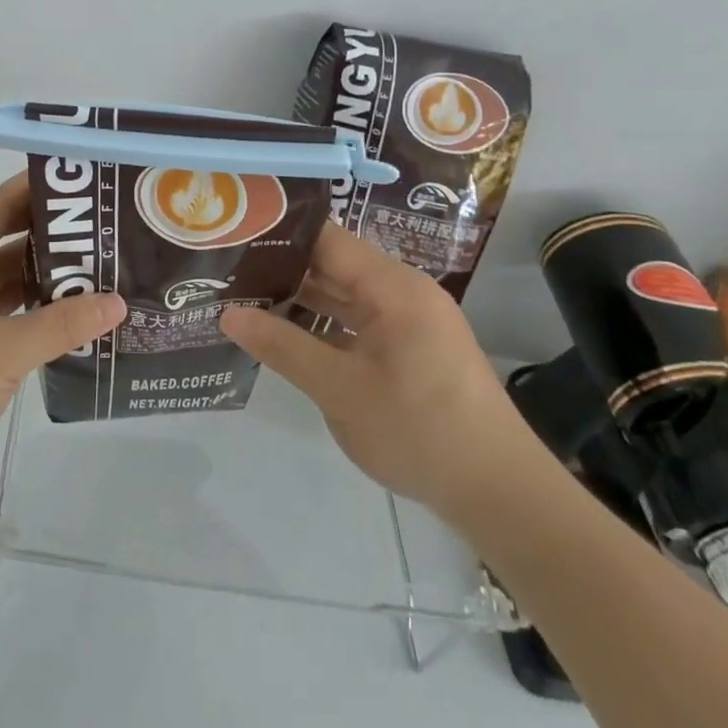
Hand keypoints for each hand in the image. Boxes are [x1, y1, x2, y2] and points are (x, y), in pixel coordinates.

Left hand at [0, 175, 125, 491]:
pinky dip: (23, 301)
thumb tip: (118, 303)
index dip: (41, 192)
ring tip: (95, 263)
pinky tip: (63, 305)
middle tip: (104, 226)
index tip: (87, 183)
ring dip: (39, 270)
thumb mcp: (4, 352)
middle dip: (49, 234)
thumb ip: (62, 324)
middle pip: (0, 235)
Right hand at [219, 222, 535, 519]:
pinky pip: (358, 320)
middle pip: (334, 264)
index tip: (234, 234)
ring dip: (300, 297)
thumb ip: (282, 346)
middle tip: (227, 268)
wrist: (500, 494)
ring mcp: (410, 320)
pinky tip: (284, 333)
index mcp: (393, 287)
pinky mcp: (412, 347)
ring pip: (344, 294)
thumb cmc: (419, 431)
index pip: (327, 239)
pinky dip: (323, 323)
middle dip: (282, 267)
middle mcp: (403, 292)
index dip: (280, 233)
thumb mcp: (339, 390)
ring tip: (243, 295)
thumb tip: (227, 314)